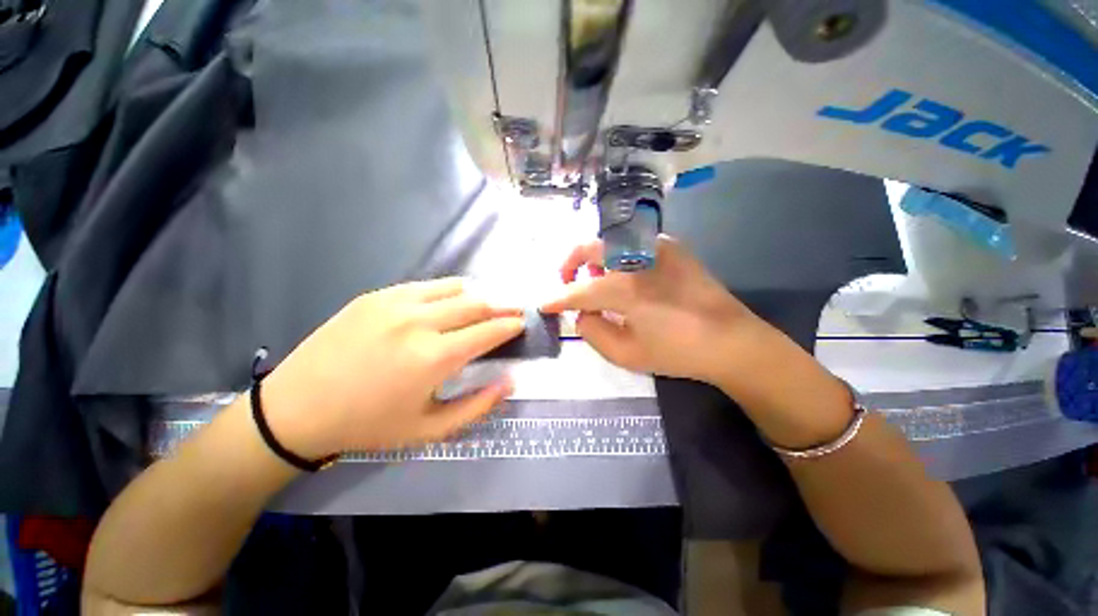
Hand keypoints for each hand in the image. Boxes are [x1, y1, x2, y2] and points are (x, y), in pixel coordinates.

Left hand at [261, 279, 523, 457]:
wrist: (297, 409)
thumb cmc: (369, 424)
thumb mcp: (430, 429)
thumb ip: (478, 406)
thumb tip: (510, 381)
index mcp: (434, 357)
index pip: (488, 331)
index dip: (510, 325)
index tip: (522, 323)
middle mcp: (419, 322)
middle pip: (476, 303)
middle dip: (502, 305)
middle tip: (513, 310)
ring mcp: (395, 303)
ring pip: (454, 288)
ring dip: (477, 295)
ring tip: (485, 305)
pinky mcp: (376, 296)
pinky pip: (425, 285)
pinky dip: (448, 290)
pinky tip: (450, 300)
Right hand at [541, 235, 767, 382]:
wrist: (732, 340)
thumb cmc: (677, 351)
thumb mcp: (626, 354)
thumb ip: (593, 332)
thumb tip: (581, 313)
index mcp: (625, 288)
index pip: (578, 290)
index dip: (557, 298)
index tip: (544, 304)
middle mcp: (636, 257)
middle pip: (588, 248)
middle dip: (569, 264)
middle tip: (566, 284)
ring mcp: (656, 246)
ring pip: (608, 242)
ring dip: (594, 260)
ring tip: (597, 283)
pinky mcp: (671, 247)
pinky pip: (630, 245)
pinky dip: (616, 258)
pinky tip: (624, 278)